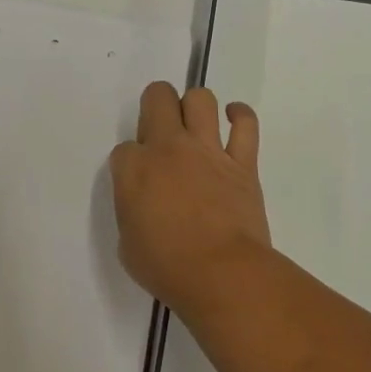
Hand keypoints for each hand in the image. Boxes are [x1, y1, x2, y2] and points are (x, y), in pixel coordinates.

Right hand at [109, 82, 269, 314]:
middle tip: (161, 132)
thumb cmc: (167, 267)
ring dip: (194, 106)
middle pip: (158, 97)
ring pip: (200, 98)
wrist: (221, 274)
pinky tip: (233, 119)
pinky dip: (240, 116)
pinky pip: (246, 123)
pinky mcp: (243, 161)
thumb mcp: (127, 242)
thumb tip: (143, 202)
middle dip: (156, 106)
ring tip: (195, 126)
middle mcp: (169, 147)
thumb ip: (131, 210)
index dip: (131, 163)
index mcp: (134, 169)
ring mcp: (208, 150)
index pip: (124, 148)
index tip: (139, 182)